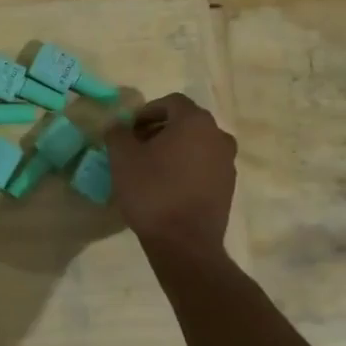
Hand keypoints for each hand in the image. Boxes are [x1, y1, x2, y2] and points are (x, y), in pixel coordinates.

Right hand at [105, 93, 237, 251]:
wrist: (184, 243)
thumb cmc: (152, 192)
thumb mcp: (122, 158)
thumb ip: (117, 133)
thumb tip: (118, 126)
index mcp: (195, 122)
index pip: (170, 102)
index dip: (146, 112)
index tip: (128, 131)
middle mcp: (218, 136)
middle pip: (185, 122)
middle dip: (159, 130)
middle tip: (136, 147)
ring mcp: (227, 162)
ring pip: (196, 145)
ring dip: (174, 149)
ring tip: (150, 168)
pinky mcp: (228, 187)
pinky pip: (204, 166)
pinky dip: (186, 168)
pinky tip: (167, 187)